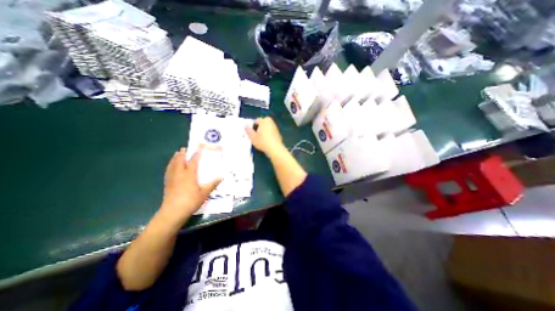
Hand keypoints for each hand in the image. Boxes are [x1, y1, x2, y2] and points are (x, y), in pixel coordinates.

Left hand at [161, 147, 221, 222]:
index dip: (196, 154)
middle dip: (182, 154)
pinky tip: (170, 167)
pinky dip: (170, 166)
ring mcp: (172, 179)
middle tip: (184, 148)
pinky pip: (168, 171)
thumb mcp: (205, 193)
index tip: (199, 148)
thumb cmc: (191, 201)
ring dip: (175, 158)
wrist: (173, 212)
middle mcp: (180, 174)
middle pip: (180, 161)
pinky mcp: (167, 184)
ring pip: (172, 165)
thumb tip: (221, 176)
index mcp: (189, 175)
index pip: (193, 161)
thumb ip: (212, 184)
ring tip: (176, 154)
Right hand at [245, 117, 283, 154]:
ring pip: (268, 126)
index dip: (252, 126)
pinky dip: (268, 133)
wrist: (275, 148)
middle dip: (259, 126)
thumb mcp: (253, 137)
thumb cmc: (262, 142)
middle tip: (256, 133)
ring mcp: (275, 127)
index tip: (251, 132)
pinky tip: (266, 140)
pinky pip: (271, 131)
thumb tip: (246, 126)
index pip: (256, 120)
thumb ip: (248, 131)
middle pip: (263, 122)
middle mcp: (270, 122)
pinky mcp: (278, 133)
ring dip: (264, 129)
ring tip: (261, 137)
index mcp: (264, 121)